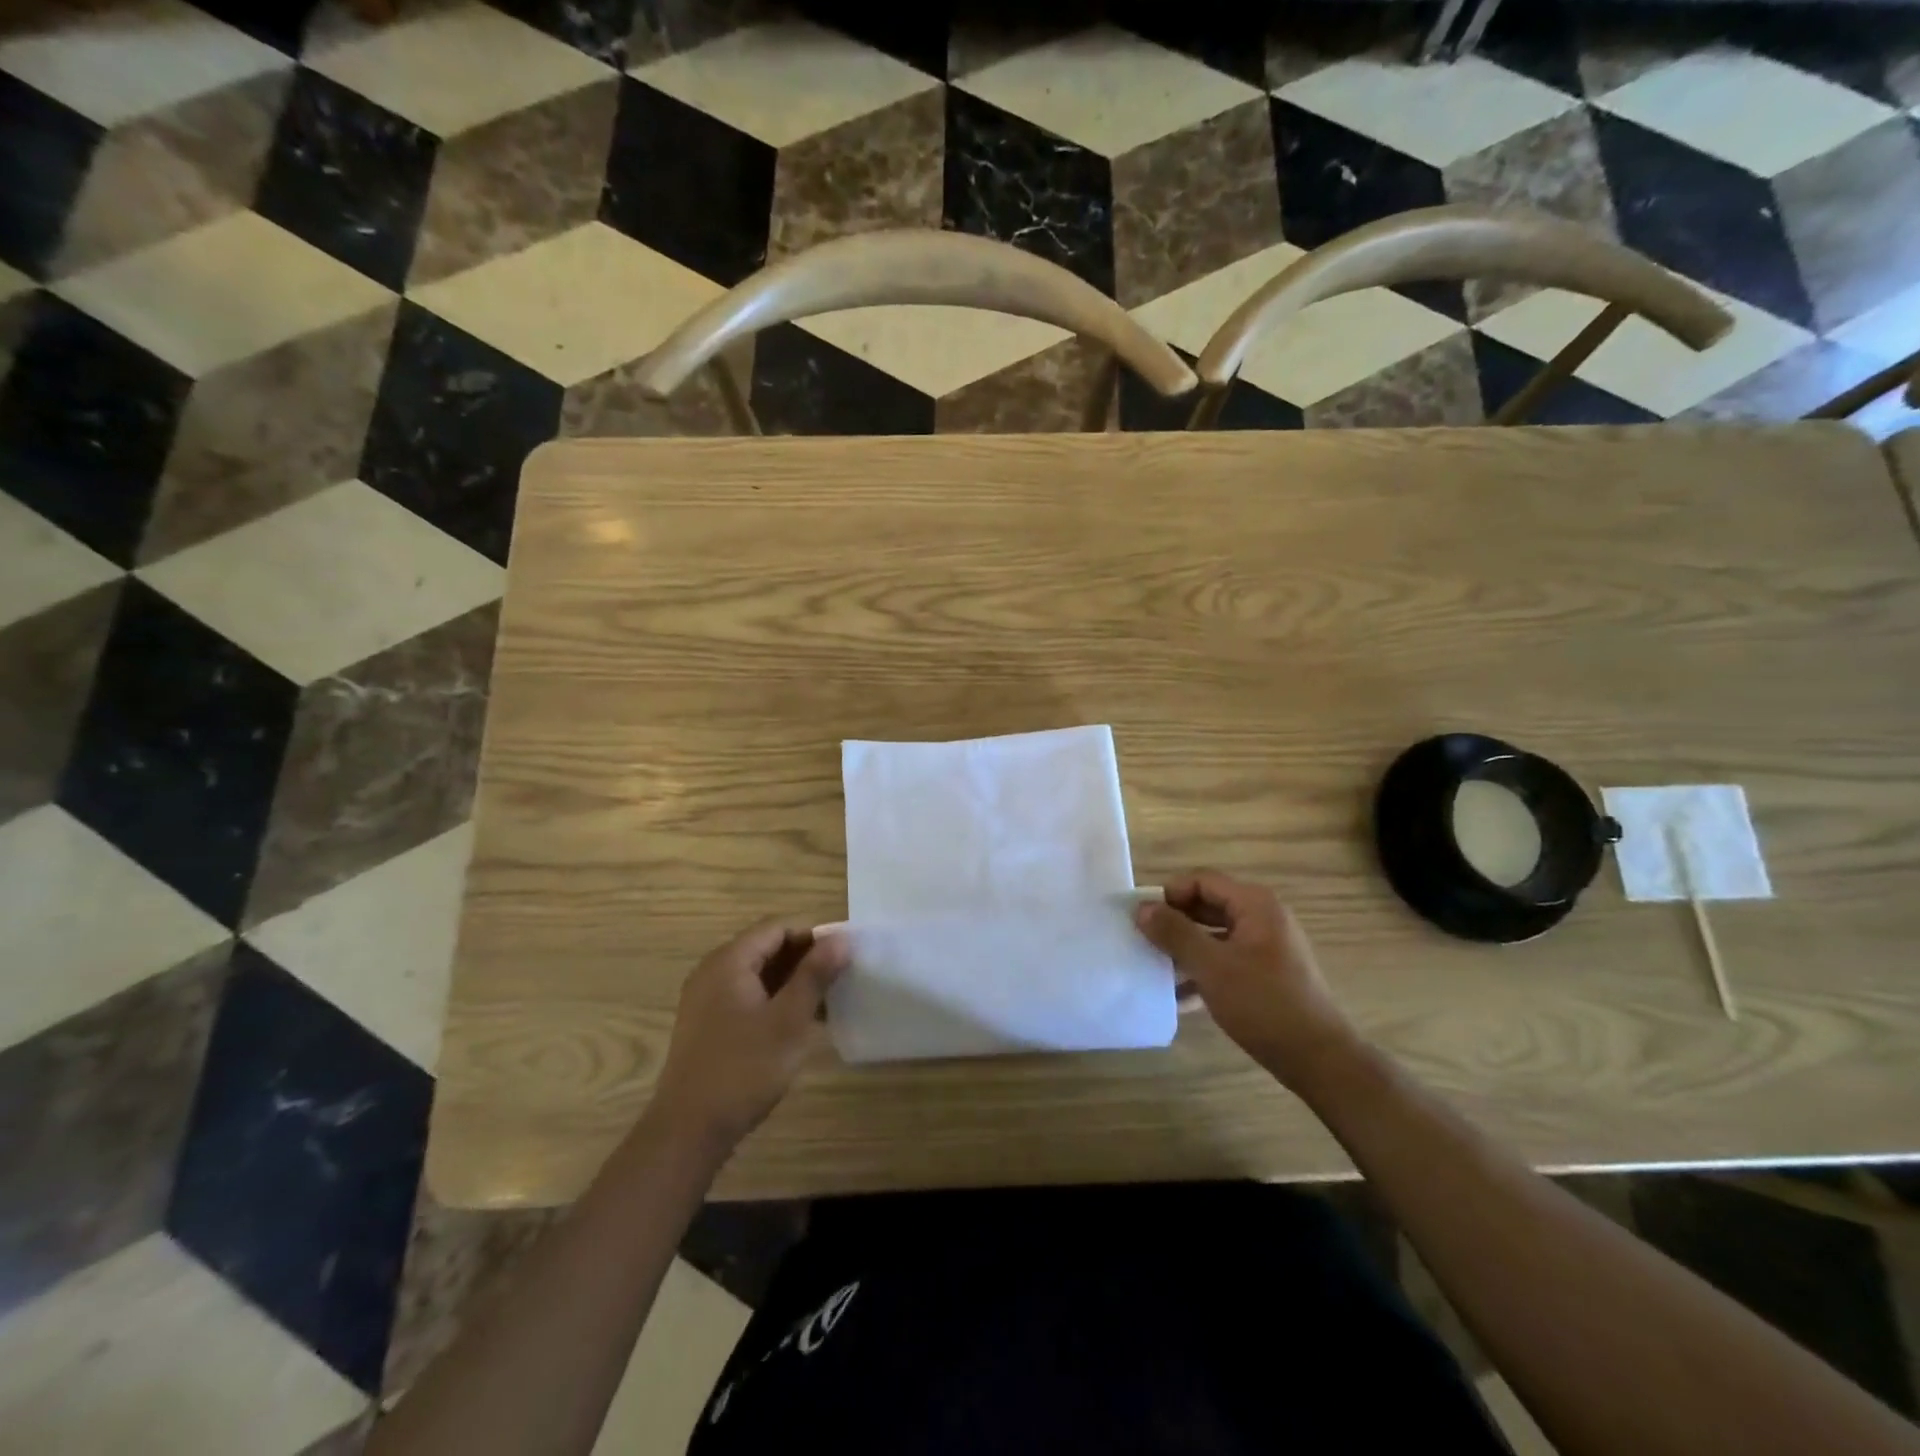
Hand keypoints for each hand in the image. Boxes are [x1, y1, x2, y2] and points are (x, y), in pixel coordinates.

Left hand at [652, 921, 848, 1149]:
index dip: (814, 934)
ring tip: (828, 1000)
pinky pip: (748, 995)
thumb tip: (841, 939)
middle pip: (767, 947)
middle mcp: (713, 971)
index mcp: (729, 961)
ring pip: (759, 974)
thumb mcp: (788, 1021)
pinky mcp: (709, 1024)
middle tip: (841, 977)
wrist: (689, 1131)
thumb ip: (815, 975)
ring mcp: (707, 999)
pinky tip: (801, 1022)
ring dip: (793, 981)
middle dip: (806, 958)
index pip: (778, 927)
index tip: (845, 954)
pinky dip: (776, 1000)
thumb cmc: (743, 1070)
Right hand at [1135, 871, 1358, 1086]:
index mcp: (1255, 904)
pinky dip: (1204, 970)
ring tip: (1156, 969)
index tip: (1142, 919)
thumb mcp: (1211, 966)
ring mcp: (1268, 947)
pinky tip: (1181, 996)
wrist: (1319, 1059)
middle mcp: (1264, 917)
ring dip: (1186, 949)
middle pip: (1208, 905)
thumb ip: (1174, 933)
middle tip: (1144, 942)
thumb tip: (1142, 907)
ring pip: (1215, 935)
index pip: (1201, 880)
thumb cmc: (1263, 1004)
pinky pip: (1227, 959)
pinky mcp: (1268, 974)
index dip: (1169, 894)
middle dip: (1175, 922)